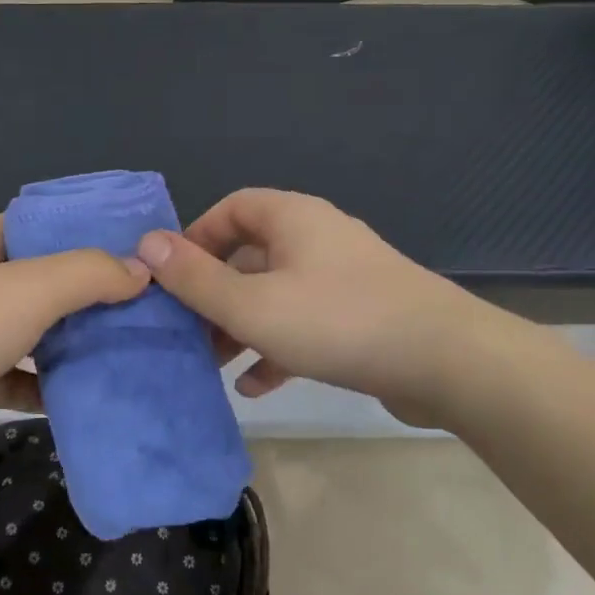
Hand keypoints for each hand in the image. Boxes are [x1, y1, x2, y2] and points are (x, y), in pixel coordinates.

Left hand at [0, 215, 149, 479]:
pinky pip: (21, 378)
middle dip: (92, 294)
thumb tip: (142, 270)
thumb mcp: (27, 288)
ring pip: (34, 332)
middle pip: (44, 281)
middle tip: (150, 305)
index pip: (42, 226)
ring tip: (136, 347)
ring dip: (76, 342)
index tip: (139, 249)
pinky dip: (51, 386)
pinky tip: (95, 395)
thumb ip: (87, 274)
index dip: (88, 232)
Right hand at [135, 188, 507, 427]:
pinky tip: (256, 385)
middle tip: (186, 330)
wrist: (448, 363)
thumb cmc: (338, 321)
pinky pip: (305, 324)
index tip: (171, 278)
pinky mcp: (362, 317)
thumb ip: (195, 278)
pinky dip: (277, 347)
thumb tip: (146, 244)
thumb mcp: (252, 304)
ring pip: (275, 294)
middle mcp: (317, 239)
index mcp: (292, 219)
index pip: (230, 210)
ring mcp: (343, 278)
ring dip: (241, 325)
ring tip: (213, 363)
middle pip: (250, 255)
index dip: (195, 238)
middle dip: (214, 293)